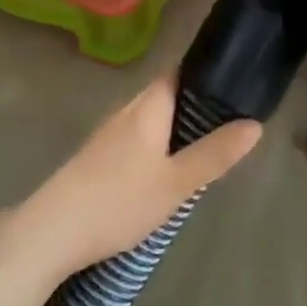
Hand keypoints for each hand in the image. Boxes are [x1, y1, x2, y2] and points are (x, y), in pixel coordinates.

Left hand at [7, 77, 261, 281]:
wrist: (51, 233)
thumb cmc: (118, 202)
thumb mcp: (176, 183)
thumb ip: (214, 154)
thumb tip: (255, 124)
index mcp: (147, 108)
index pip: (179, 73)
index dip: (207, 73)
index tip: (237, 82)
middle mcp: (126, 112)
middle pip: (166, 95)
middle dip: (197, 103)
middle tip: (231, 121)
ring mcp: (108, 134)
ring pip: (151, 118)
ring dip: (177, 126)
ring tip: (208, 145)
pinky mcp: (98, 157)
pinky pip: (138, 137)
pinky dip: (159, 143)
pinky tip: (168, 168)